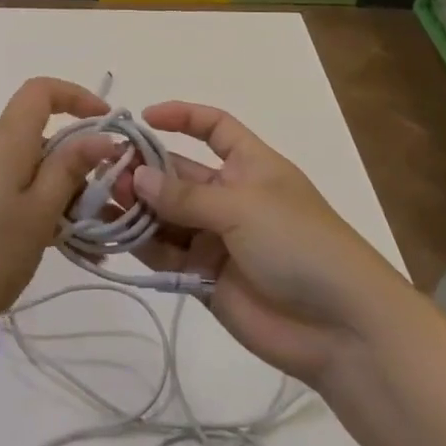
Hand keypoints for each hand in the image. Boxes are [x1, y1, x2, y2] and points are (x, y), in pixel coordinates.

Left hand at [0, 78, 116, 342]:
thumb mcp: (37, 216)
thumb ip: (69, 171)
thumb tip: (100, 134)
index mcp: (5, 139)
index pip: (42, 91)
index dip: (77, 96)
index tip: (107, 123)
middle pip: (38, 136)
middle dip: (75, 165)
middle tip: (102, 210)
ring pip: (24, 168)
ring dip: (56, 194)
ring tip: (81, 242)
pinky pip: (4, 188)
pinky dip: (31, 207)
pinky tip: (45, 247)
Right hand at [130, 102, 406, 384]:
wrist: (340, 328)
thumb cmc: (300, 245)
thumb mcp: (243, 207)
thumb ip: (186, 196)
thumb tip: (137, 176)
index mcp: (251, 166)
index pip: (215, 128)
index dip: (183, 117)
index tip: (144, 118)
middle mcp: (230, 197)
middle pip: (180, 173)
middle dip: (146, 170)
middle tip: (108, 172)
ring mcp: (216, 238)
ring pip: (167, 214)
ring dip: (138, 206)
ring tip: (105, 201)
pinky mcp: (204, 276)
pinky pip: (166, 253)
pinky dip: (141, 243)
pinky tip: (113, 233)